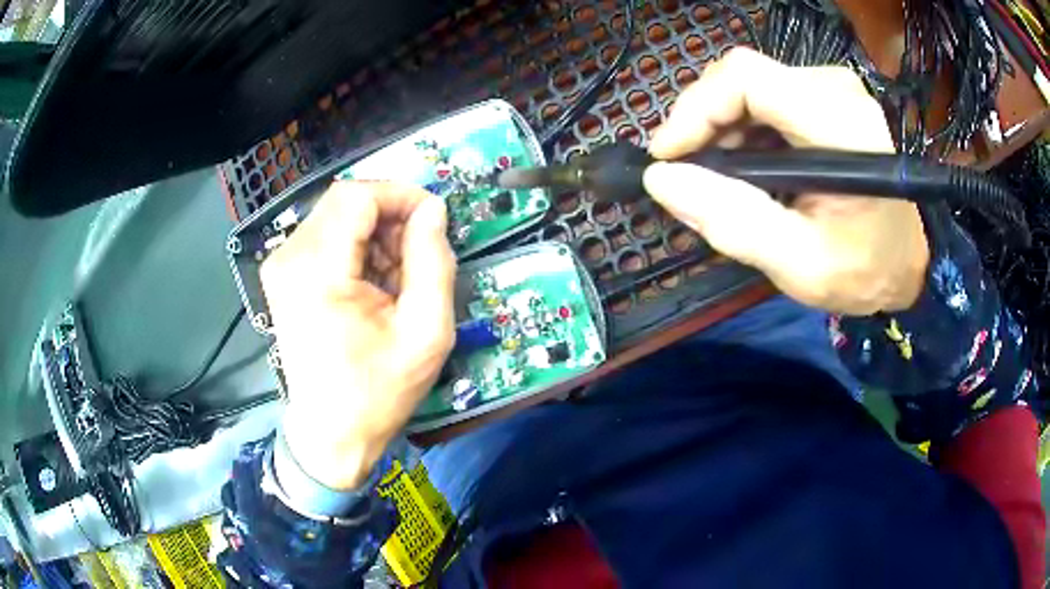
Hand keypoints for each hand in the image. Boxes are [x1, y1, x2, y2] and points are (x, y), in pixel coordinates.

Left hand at [261, 182, 455, 489]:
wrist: (331, 433)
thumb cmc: (378, 390)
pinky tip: (373, 284)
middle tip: (417, 257)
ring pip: (337, 215)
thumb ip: (434, 261)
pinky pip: (327, 236)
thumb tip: (433, 211)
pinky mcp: (284, 274)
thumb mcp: (426, 331)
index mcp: (317, 270)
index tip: (433, 221)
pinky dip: (357, 248)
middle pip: (346, 201)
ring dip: (375, 234)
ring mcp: (281, 265)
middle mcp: (289, 258)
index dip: (400, 196)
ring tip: (397, 278)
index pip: (357, 195)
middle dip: (390, 217)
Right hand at [644, 48, 928, 314]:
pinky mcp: (830, 97)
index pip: (747, 79)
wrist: (910, 261)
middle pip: (744, 78)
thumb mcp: (801, 265)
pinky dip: (745, 130)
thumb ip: (734, 222)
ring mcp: (834, 88)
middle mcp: (837, 89)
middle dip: (706, 125)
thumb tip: (662, 180)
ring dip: (723, 130)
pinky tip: (748, 168)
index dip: (696, 109)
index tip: (668, 158)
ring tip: (721, 179)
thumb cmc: (866, 270)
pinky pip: (769, 97)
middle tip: (692, 176)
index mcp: (841, 126)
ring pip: (752, 86)